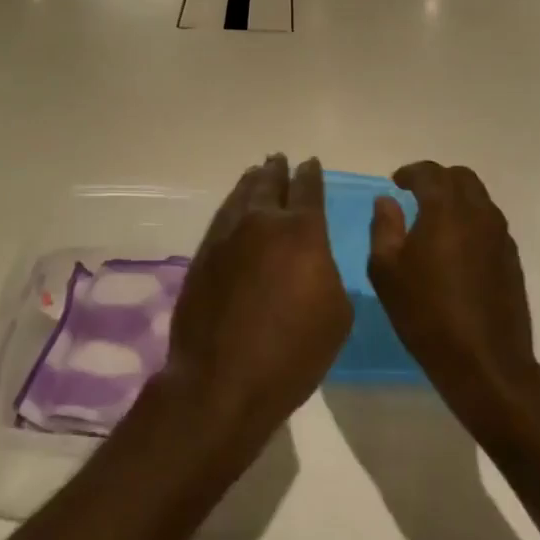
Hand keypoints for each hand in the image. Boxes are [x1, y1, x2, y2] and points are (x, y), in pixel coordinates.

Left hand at [162, 156, 351, 450]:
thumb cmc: (292, 353)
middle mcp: (262, 222)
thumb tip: (312, 258)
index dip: (311, 174)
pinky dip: (233, 204)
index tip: (311, 163)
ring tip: (257, 173)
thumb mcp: (336, 315)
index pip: (308, 189)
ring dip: (252, 182)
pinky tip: (235, 206)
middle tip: (279, 159)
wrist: (222, 380)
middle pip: (270, 184)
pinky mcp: (203, 253)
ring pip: (242, 195)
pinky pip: (223, 216)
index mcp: (302, 232)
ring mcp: (227, 235)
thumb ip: (328, 273)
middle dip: (277, 170)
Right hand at [368, 162, 539, 434]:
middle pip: (461, 178)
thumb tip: (387, 202)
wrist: (485, 364)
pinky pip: (490, 224)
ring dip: (457, 199)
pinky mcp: (512, 259)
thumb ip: (384, 228)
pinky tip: (455, 247)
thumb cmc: (426, 314)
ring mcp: (500, 237)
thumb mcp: (386, 271)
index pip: (430, 173)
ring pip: (479, 199)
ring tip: (434, 220)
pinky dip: (471, 221)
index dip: (410, 173)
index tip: (396, 182)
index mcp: (445, 210)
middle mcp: (478, 214)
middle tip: (415, 194)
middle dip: (437, 179)